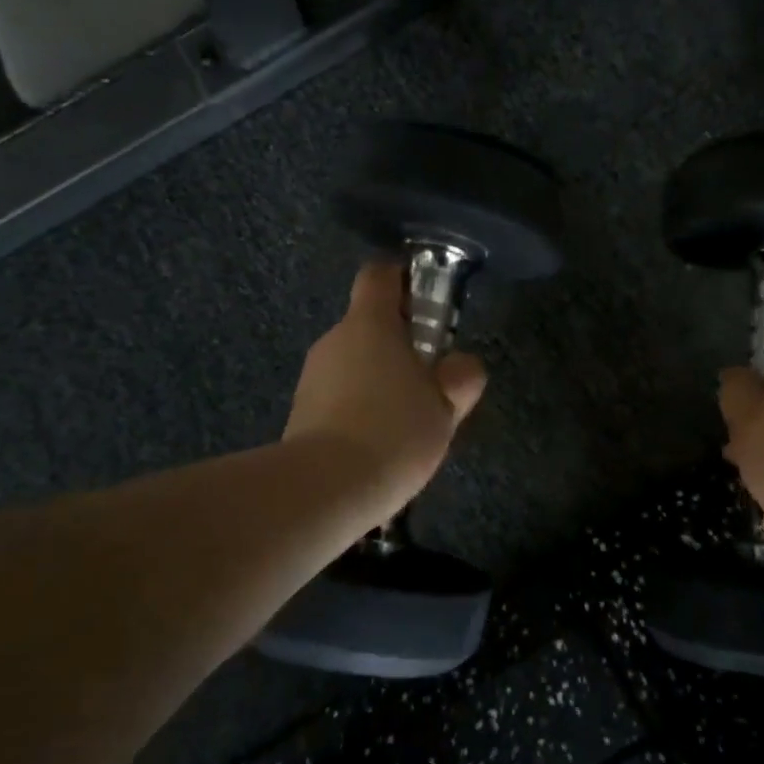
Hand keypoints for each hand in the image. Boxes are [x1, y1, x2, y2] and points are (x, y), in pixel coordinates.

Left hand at [283, 263, 487, 515]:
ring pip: (355, 363)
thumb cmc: (393, 431)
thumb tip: (462, 364)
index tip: (429, 302)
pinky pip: (339, 396)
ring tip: (407, 422)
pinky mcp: (301, 411)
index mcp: (370, 324)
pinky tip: (379, 443)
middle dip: (401, 345)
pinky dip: (360, 408)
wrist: (324, 489)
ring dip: (381, 380)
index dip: (404, 278)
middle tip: (431, 381)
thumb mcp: (445, 406)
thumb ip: (460, 377)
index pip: (380, 274)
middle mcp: (335, 339)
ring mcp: (313, 376)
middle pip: (370, 324)